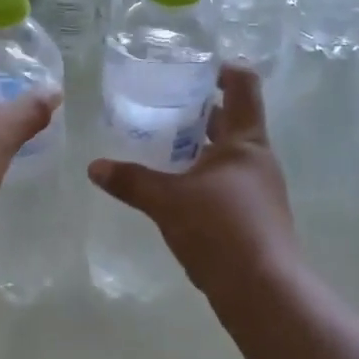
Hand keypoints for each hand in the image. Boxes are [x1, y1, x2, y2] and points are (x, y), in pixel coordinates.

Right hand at [87, 66, 300, 295]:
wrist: (263, 292)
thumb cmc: (220, 230)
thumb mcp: (168, 201)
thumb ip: (131, 181)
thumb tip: (94, 167)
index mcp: (245, 140)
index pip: (243, 84)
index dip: (223, 68)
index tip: (193, 66)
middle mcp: (257, 158)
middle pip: (233, 117)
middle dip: (201, 108)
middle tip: (164, 102)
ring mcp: (260, 188)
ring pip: (229, 151)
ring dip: (201, 142)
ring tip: (163, 141)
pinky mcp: (255, 215)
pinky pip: (228, 179)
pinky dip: (204, 172)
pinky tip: (178, 185)